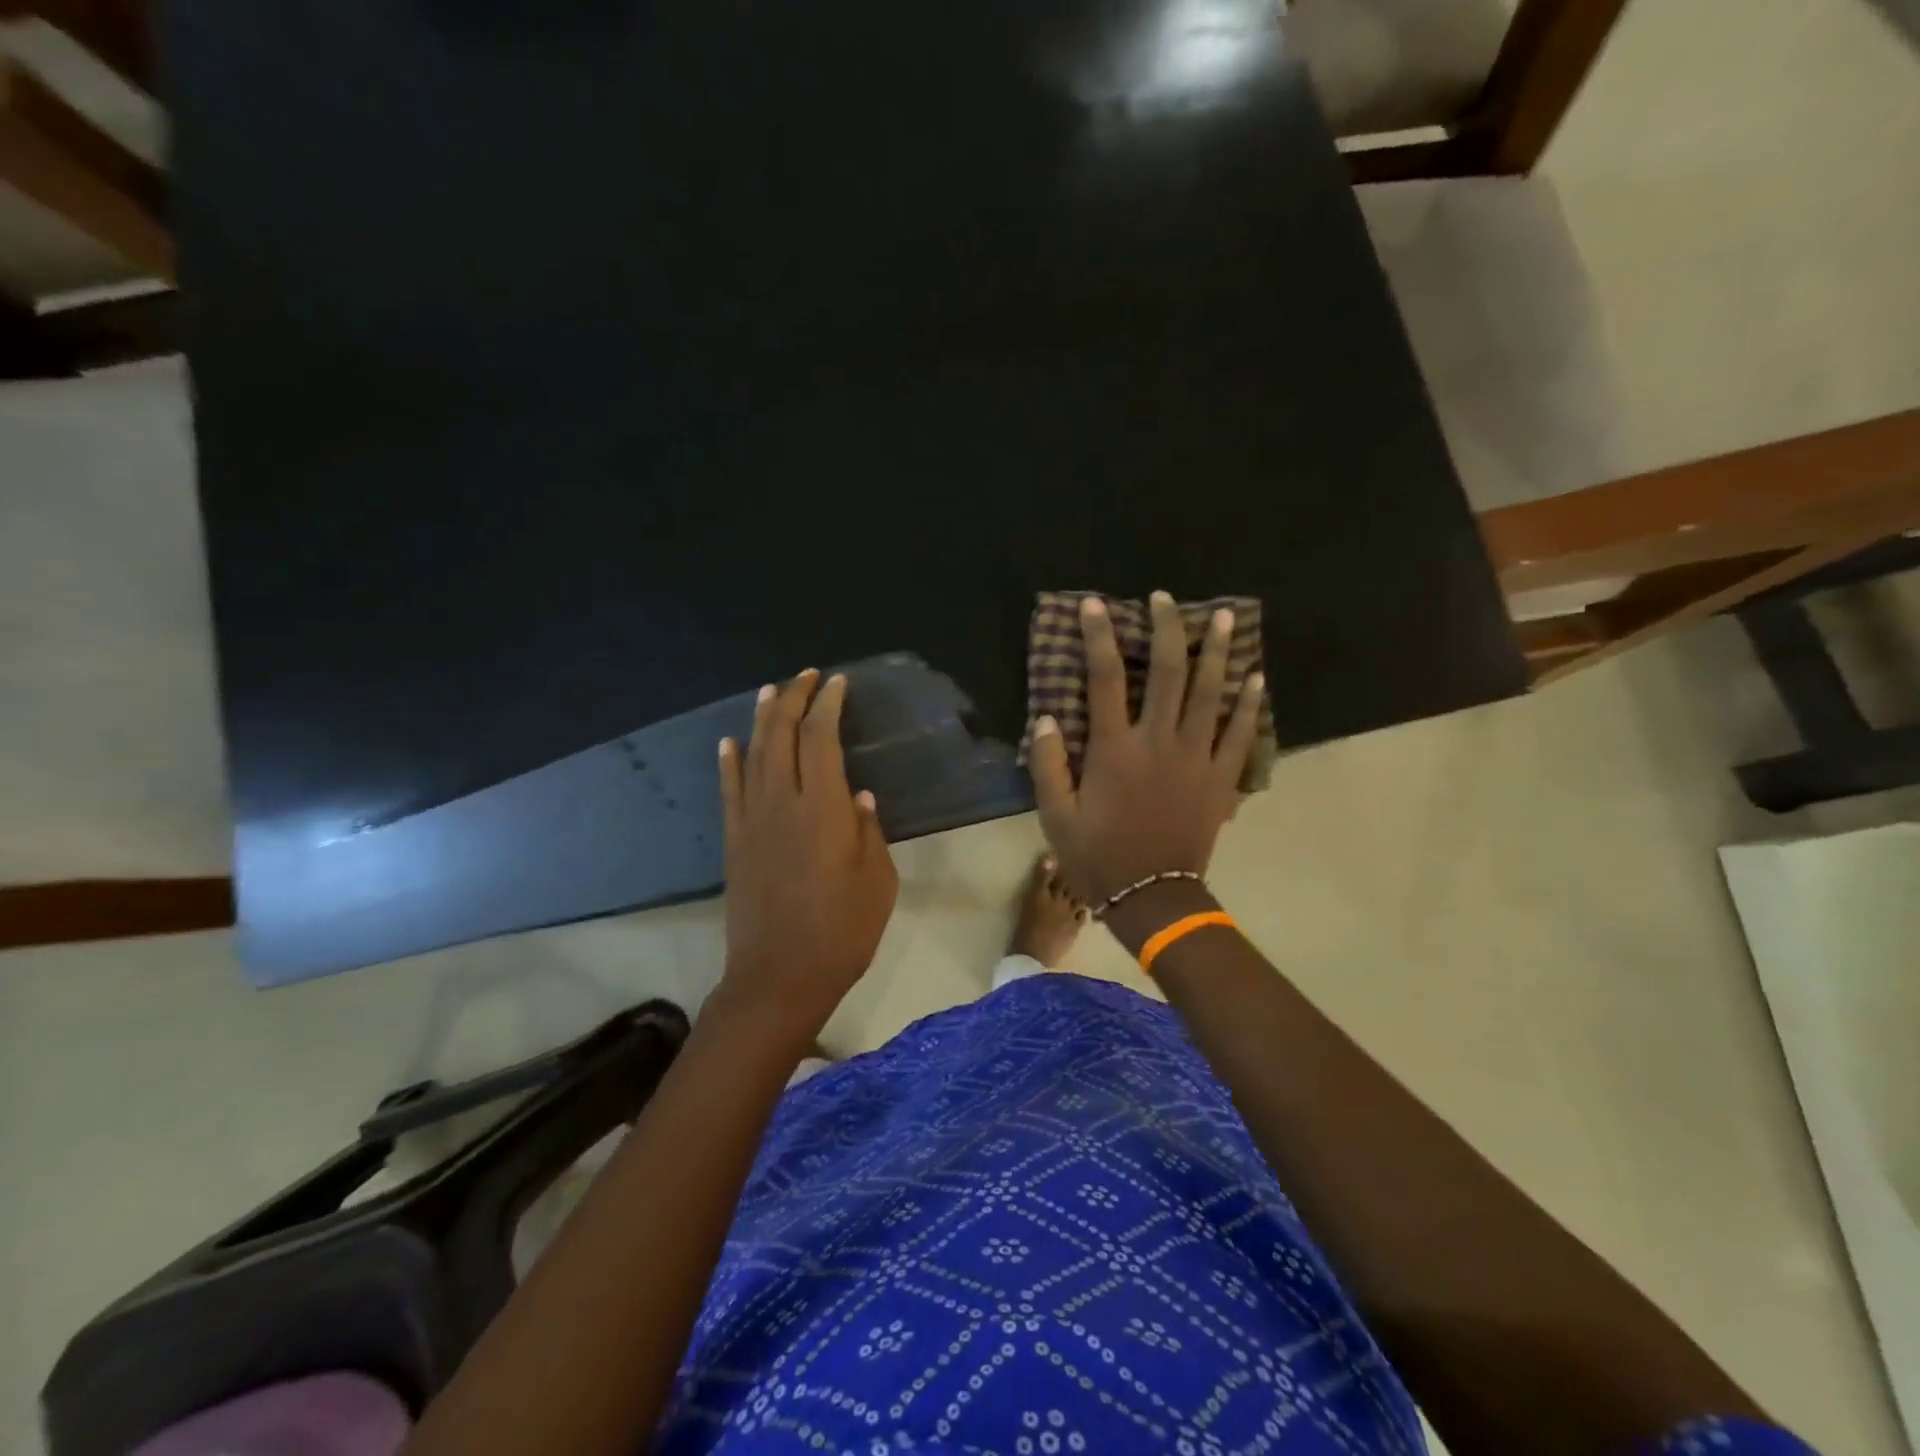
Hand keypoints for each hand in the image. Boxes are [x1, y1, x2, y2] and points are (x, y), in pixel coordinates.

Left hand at [716, 669, 897, 1038]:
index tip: (837, 684)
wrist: (778, 978)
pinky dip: (728, 762)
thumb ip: (870, 832)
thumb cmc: (841, 932)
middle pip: (781, 735)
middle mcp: (782, 803)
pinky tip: (729, 742)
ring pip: (753, 754)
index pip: (820, 738)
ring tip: (771, 691)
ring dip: (762, 718)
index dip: (827, 705)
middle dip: (793, 699)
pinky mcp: (734, 842)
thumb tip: (860, 797)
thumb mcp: (878, 883)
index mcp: (824, 809)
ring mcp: (752, 821)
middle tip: (807, 677)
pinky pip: (729, 791)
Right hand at [1029, 592, 1264, 906]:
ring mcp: (1196, 757)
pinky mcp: (1221, 777)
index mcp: (1115, 749)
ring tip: (1222, 617)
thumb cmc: (1098, 855)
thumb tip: (1048, 717)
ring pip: (1210, 692)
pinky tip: (1255, 675)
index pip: (1104, 679)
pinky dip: (1248, 702)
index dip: (1098, 637)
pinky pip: (1239, 732)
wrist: (1152, 896)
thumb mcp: (1056, 815)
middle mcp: (1158, 741)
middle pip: (1166, 672)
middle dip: (1166, 629)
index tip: (1094, 606)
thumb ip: (1049, 765)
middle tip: (1164, 599)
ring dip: (1216, 651)